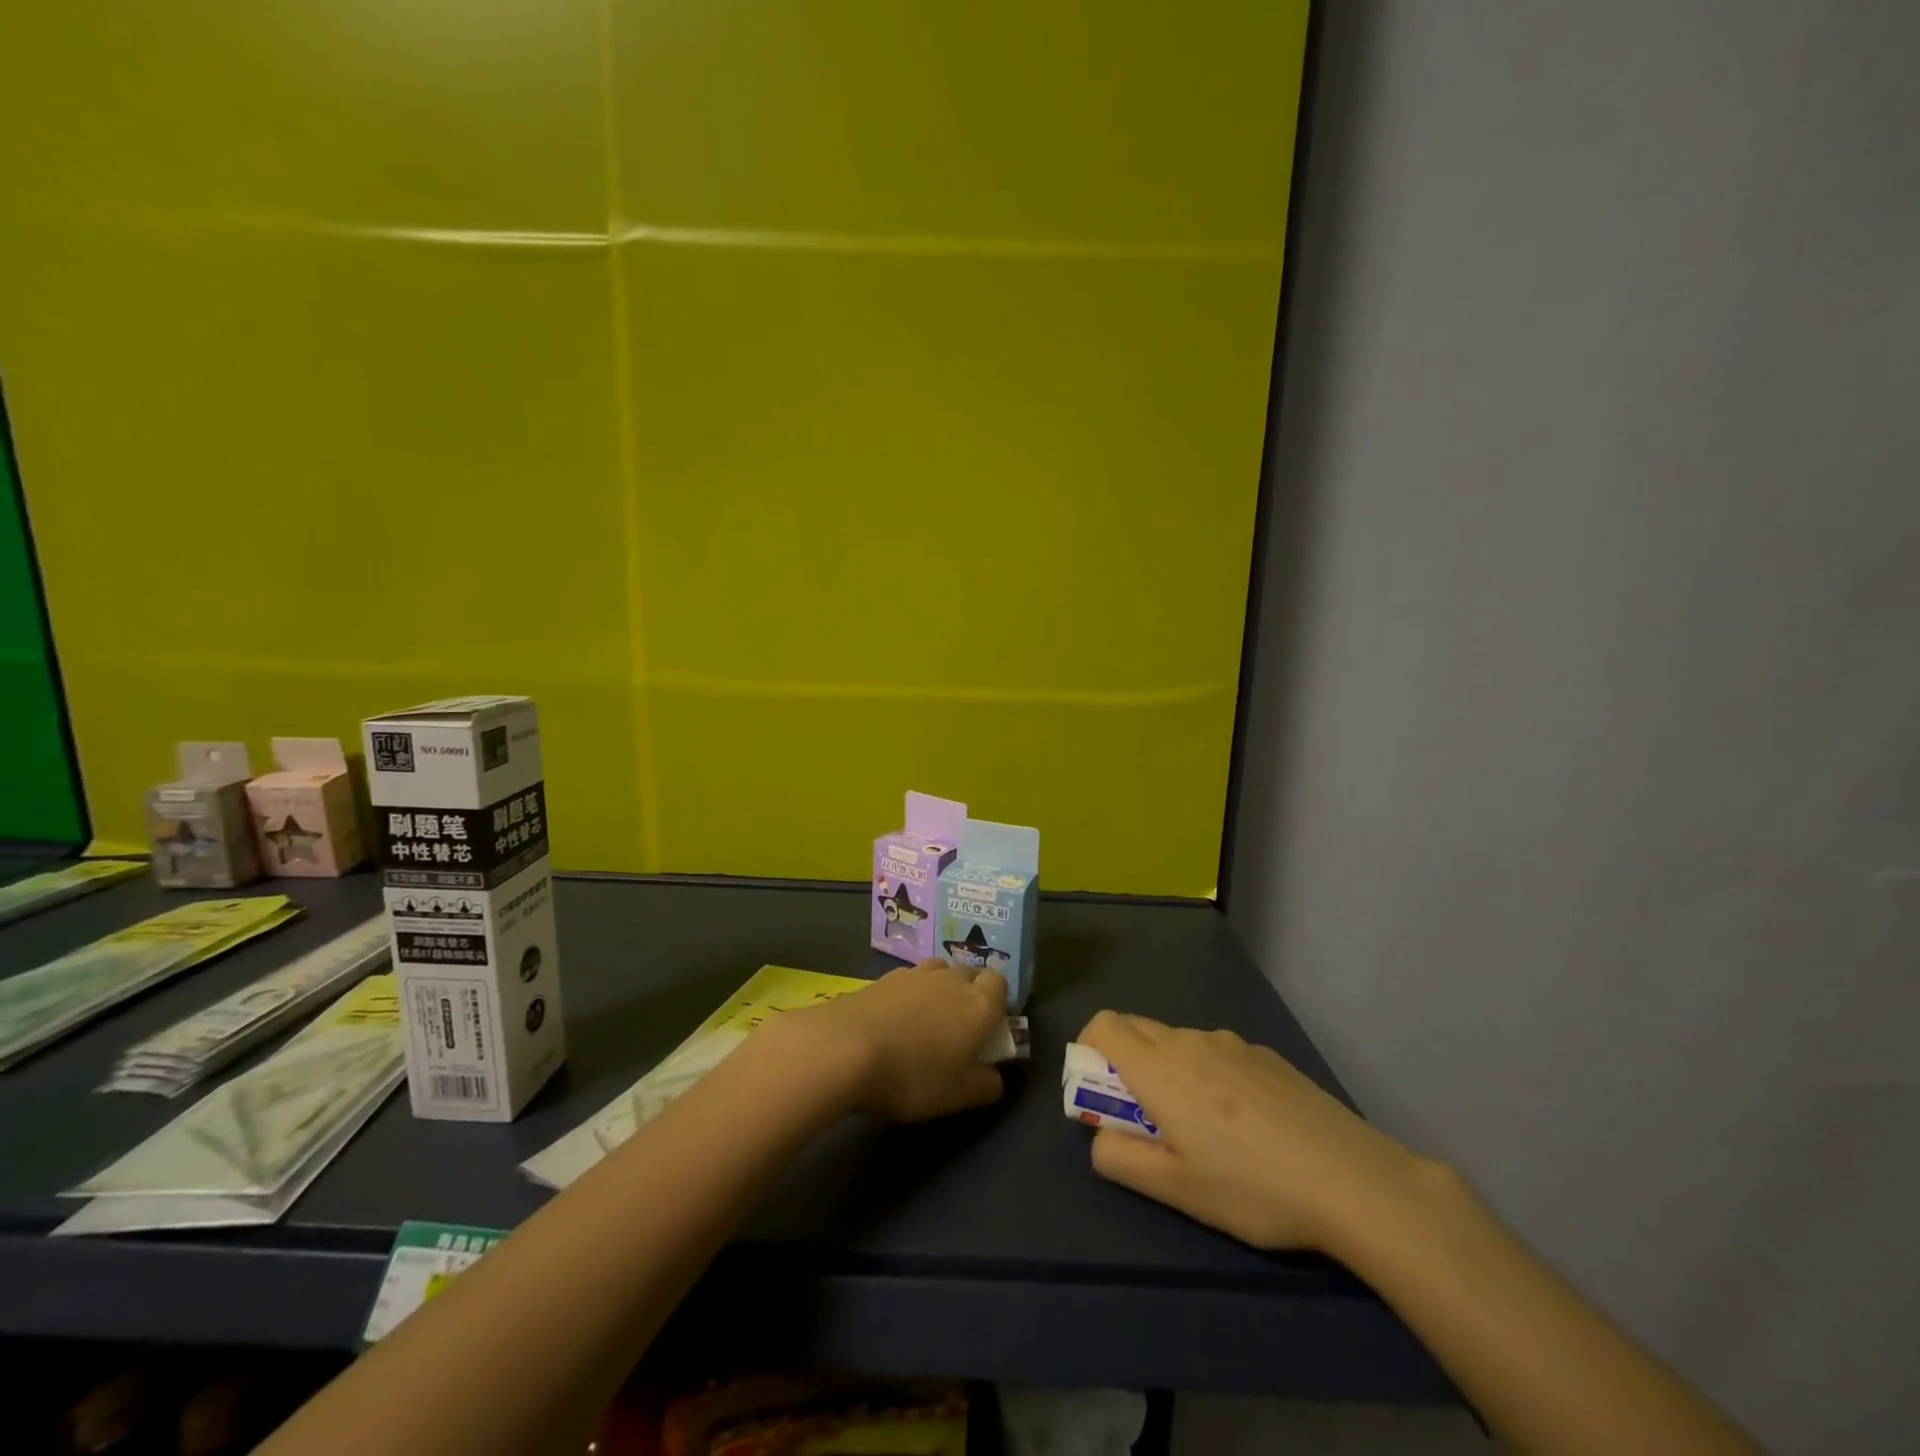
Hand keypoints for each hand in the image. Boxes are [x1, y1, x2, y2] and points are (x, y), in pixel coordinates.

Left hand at [794, 960, 1007, 1122]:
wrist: (845, 1048)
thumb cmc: (912, 1075)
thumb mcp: (957, 1095)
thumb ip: (985, 1085)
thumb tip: (995, 1078)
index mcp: (978, 1005)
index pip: (999, 984)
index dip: (997, 1001)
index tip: (988, 1028)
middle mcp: (951, 980)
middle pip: (970, 974)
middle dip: (969, 993)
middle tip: (958, 1028)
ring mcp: (915, 975)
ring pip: (939, 972)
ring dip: (939, 989)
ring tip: (926, 1020)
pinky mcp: (883, 978)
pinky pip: (909, 980)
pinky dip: (909, 995)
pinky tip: (895, 1021)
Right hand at [1077, 1011, 1428, 1252]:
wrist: (1353, 1179)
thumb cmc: (1252, 1187)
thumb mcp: (1176, 1190)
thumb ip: (1120, 1160)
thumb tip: (1099, 1140)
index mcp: (1158, 1068)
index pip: (1103, 1025)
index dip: (1089, 1049)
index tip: (1100, 1093)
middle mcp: (1189, 1041)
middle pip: (1137, 1028)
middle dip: (1124, 1062)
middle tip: (1145, 1118)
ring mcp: (1232, 1044)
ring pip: (1179, 1041)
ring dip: (1169, 1069)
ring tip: (1202, 1129)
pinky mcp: (1267, 1055)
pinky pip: (1218, 1052)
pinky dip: (1209, 1074)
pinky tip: (1247, 1126)